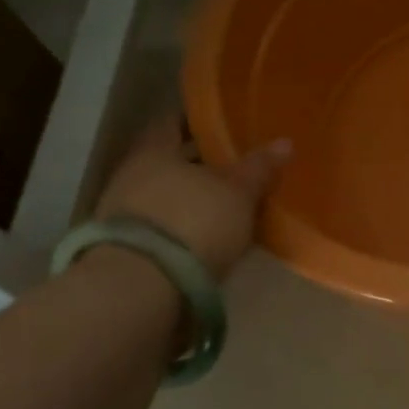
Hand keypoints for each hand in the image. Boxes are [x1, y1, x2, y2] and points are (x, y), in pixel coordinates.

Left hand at [94, 119, 289, 278]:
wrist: (142, 288)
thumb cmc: (193, 222)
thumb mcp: (238, 193)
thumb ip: (259, 167)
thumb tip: (284, 142)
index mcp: (155, 151)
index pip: (173, 123)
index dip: (197, 121)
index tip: (222, 122)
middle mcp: (133, 175)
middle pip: (170, 161)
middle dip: (199, 163)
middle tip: (234, 164)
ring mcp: (124, 214)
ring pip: (166, 195)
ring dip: (191, 198)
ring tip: (226, 204)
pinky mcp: (127, 249)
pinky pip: (163, 226)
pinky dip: (184, 226)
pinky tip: (208, 235)